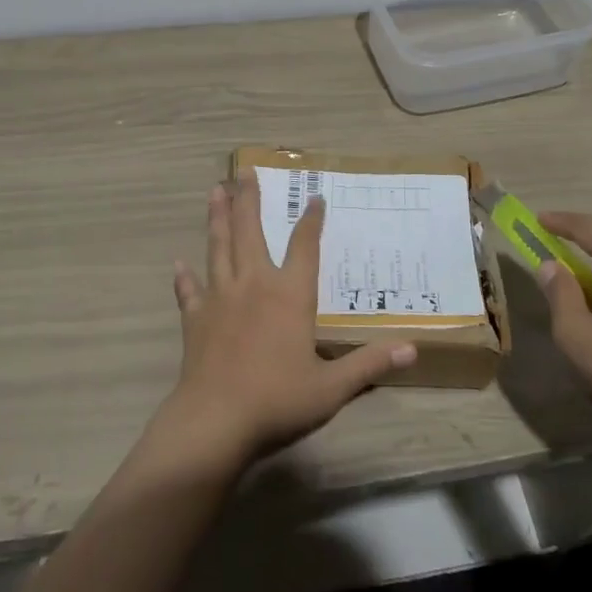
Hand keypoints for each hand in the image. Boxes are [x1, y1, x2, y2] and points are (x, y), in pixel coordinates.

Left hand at [165, 175, 416, 464]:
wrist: (214, 421)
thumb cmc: (278, 400)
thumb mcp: (332, 387)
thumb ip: (369, 364)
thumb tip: (412, 350)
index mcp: (289, 294)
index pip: (305, 245)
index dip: (311, 219)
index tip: (314, 196)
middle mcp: (253, 284)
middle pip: (250, 231)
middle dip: (249, 199)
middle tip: (245, 170)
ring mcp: (219, 298)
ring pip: (218, 247)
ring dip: (217, 218)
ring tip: (215, 190)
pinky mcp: (195, 319)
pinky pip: (189, 291)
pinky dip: (184, 277)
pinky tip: (179, 264)